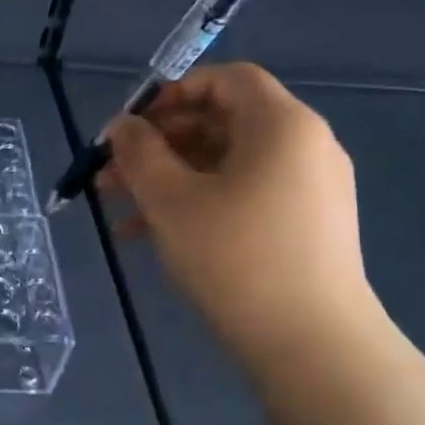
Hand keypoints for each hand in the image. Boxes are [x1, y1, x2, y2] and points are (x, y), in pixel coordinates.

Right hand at [101, 63, 378, 369]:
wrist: (313, 344)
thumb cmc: (236, 257)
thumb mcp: (171, 200)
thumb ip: (140, 153)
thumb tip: (122, 127)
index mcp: (282, 125)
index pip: (227, 80)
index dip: (173, 93)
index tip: (131, 127)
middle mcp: (304, 147)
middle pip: (222, 123)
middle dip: (159, 144)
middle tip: (112, 174)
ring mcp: (310, 189)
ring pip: (227, 165)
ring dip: (170, 179)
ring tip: (121, 211)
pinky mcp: (306, 226)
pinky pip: (244, 196)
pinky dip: (199, 203)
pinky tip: (153, 236)